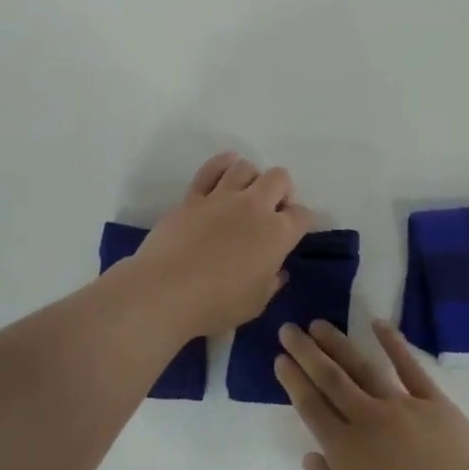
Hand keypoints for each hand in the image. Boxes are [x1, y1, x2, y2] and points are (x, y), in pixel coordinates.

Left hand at [131, 153, 314, 339]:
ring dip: (251, 178)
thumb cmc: (216, 304)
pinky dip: (222, 165)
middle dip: (282, 190)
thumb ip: (271, 283)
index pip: (302, 215)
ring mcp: (222, 197)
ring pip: (246, 167)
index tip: (292, 232)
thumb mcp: (255, 304)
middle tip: (271, 211)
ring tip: (244, 195)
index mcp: (277, 234)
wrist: (166, 290)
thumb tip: (277, 271)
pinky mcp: (193, 196)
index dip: (301, 222)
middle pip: (279, 178)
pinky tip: (225, 170)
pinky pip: (212, 168)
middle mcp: (254, 207)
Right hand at [277, 320, 468, 469]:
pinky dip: (393, 343)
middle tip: (289, 329)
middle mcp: (367, 419)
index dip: (294, 381)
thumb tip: (311, 455)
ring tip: (320, 325)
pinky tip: (378, 324)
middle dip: (306, 352)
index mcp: (345, 450)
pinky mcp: (433, 401)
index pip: (311, 407)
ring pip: (362, 367)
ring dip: (339, 343)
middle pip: (330, 378)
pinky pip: (409, 367)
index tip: (281, 359)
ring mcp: (401, 405)